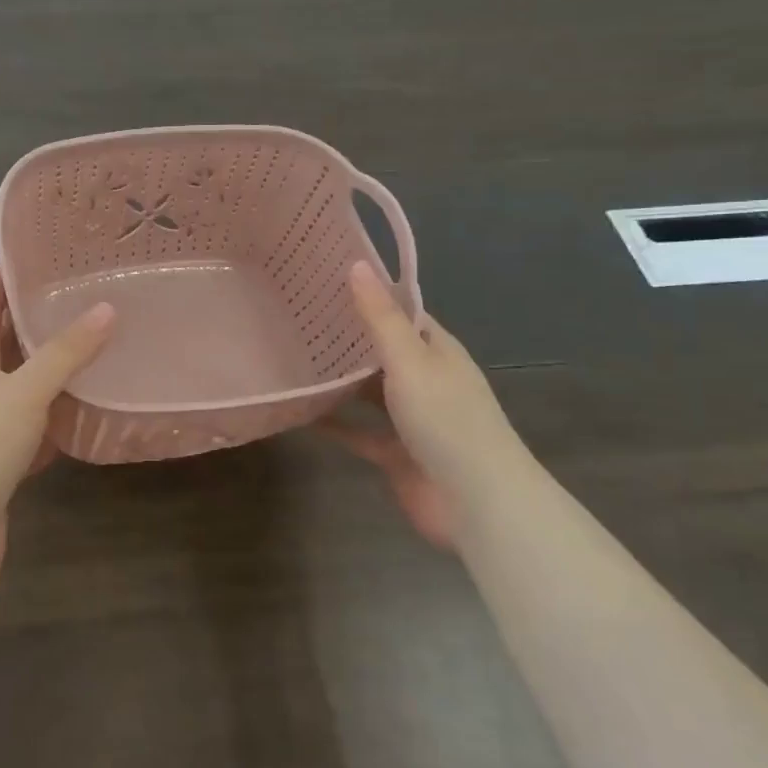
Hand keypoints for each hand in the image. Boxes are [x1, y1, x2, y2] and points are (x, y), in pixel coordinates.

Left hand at [0, 268, 113, 580]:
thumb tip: (107, 308)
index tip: (25, 257)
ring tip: (92, 351)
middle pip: (3, 348)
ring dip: (50, 375)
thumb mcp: (24, 391)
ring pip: (22, 392)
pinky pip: (33, 435)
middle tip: (77, 300)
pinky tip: (84, 418)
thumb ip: (66, 353)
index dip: (0, 283)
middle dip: (32, 325)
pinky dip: (56, 424)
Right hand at [320, 261, 525, 550]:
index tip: (323, 279)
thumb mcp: (410, 360)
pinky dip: (334, 423)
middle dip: (345, 337)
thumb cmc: (446, 420)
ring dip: (338, 380)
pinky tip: (299, 411)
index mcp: (436, 351)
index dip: (368, 295)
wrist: (476, 503)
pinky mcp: (395, 453)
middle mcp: (424, 379)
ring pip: (368, 392)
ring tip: (290, 356)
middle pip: (381, 351)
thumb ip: (380, 318)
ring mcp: (410, 419)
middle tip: (294, 314)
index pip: (400, 312)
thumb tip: (357, 264)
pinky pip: (358, 431)